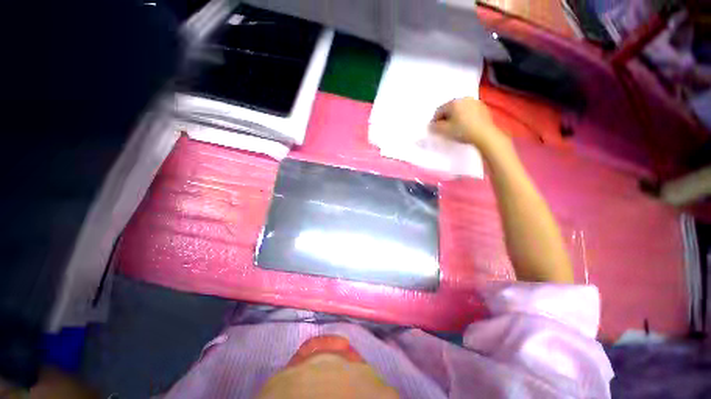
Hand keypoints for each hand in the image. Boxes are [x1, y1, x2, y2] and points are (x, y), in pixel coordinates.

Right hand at [430, 97, 507, 150]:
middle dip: (446, 118)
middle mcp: (464, 99)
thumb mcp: (444, 131)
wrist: (484, 135)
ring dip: (456, 117)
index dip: (435, 120)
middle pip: (450, 108)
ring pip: (460, 110)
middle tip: (445, 129)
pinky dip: (466, 117)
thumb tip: (431, 125)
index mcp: (453, 102)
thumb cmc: (462, 131)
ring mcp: (475, 102)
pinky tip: (466, 126)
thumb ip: (435, 127)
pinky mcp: (483, 108)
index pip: (439, 111)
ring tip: (456, 128)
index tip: (435, 129)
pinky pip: (469, 112)